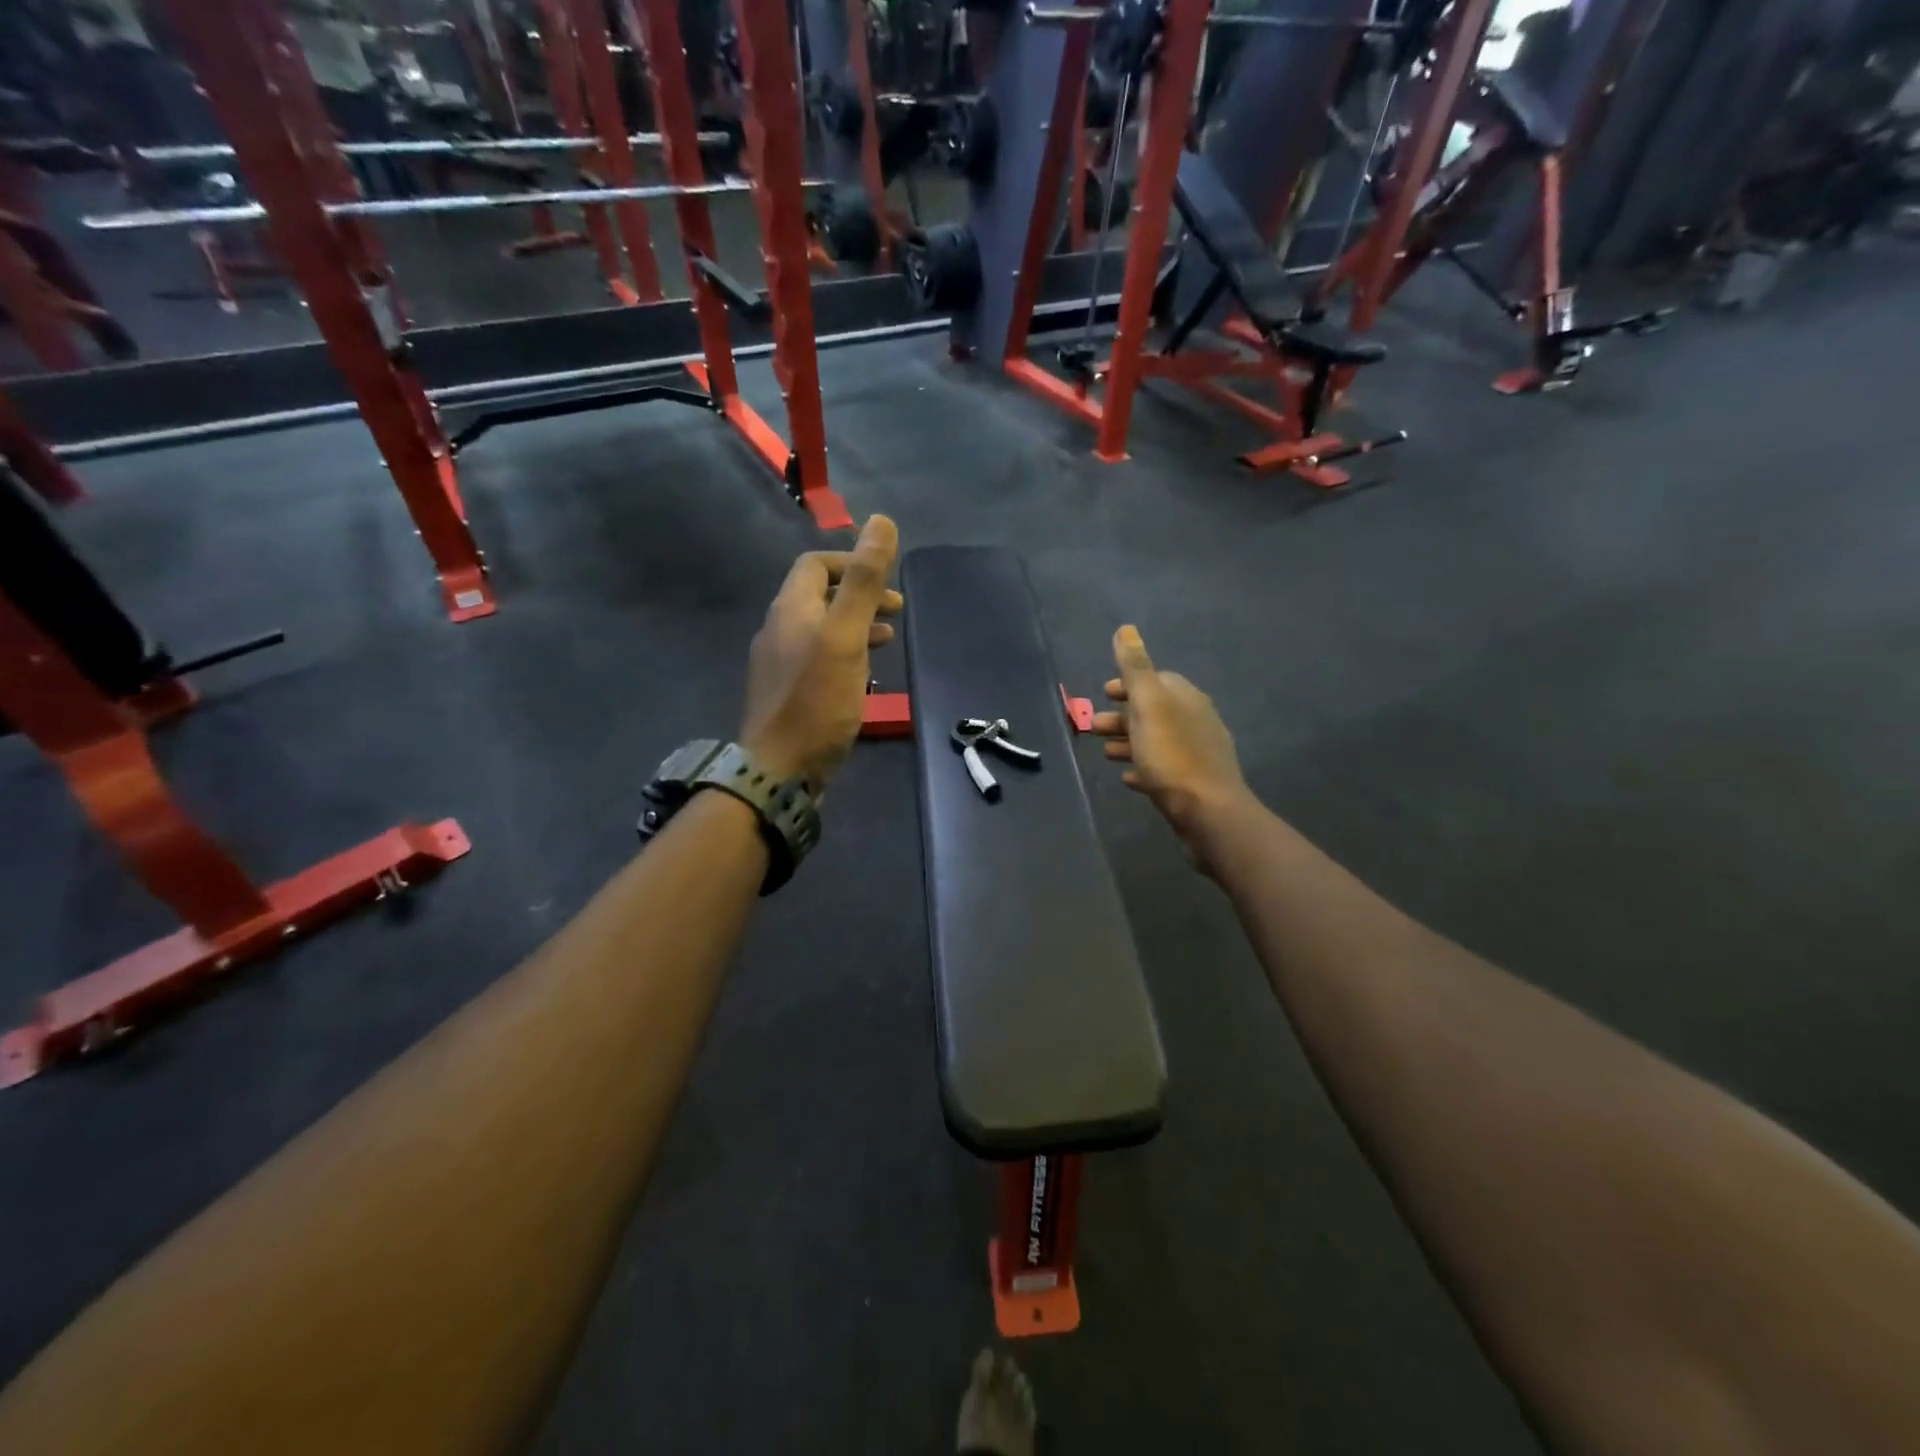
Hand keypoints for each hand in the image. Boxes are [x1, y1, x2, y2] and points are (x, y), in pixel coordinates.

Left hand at [740, 516, 901, 791]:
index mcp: (790, 609)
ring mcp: (780, 663)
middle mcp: (779, 629)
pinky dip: (845, 653)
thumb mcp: (846, 636)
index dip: (851, 562)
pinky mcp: (787, 693)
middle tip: (897, 610)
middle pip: (819, 596)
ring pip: (821, 629)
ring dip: (856, 625)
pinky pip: (818, 658)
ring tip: (889, 639)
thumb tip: (881, 522)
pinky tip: (864, 674)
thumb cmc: (817, 701)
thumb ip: (863, 582)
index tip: (886, 582)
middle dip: (859, 595)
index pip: (815, 564)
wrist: (779, 771)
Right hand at [1090, 625, 1251, 867]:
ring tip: (1103, 752)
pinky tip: (1128, 778)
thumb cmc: (1173, 756)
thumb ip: (1135, 668)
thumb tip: (1126, 629)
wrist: (1208, 813)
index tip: (1104, 692)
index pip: (1157, 680)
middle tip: (1092, 726)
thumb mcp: (1149, 706)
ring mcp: (1197, 755)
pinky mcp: (1193, 785)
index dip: (1129, 683)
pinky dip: (1143, 768)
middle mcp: (1196, 722)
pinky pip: (1163, 770)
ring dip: (1128, 742)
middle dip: (1122, 715)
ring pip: (1156, 741)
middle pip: (1154, 712)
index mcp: (1187, 699)